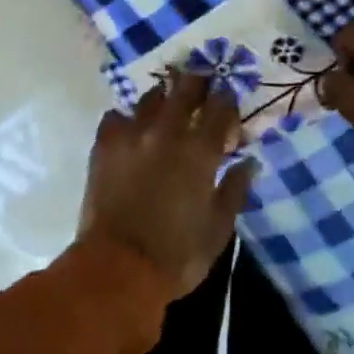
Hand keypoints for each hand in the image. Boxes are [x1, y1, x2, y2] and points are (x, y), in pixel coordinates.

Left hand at [77, 74, 255, 298]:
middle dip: (198, 83)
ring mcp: (132, 135)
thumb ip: (235, 190)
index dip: (228, 101)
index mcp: (200, 150)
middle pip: (186, 88)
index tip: (230, 109)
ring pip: (150, 97)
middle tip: (202, 89)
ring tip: (166, 108)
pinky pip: (115, 117)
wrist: (116, 269)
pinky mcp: (104, 146)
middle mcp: (168, 132)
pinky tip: (130, 131)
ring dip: (164, 98)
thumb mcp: (219, 229)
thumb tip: (249, 162)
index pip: (221, 106)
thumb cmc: (176, 254)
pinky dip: (126, 119)